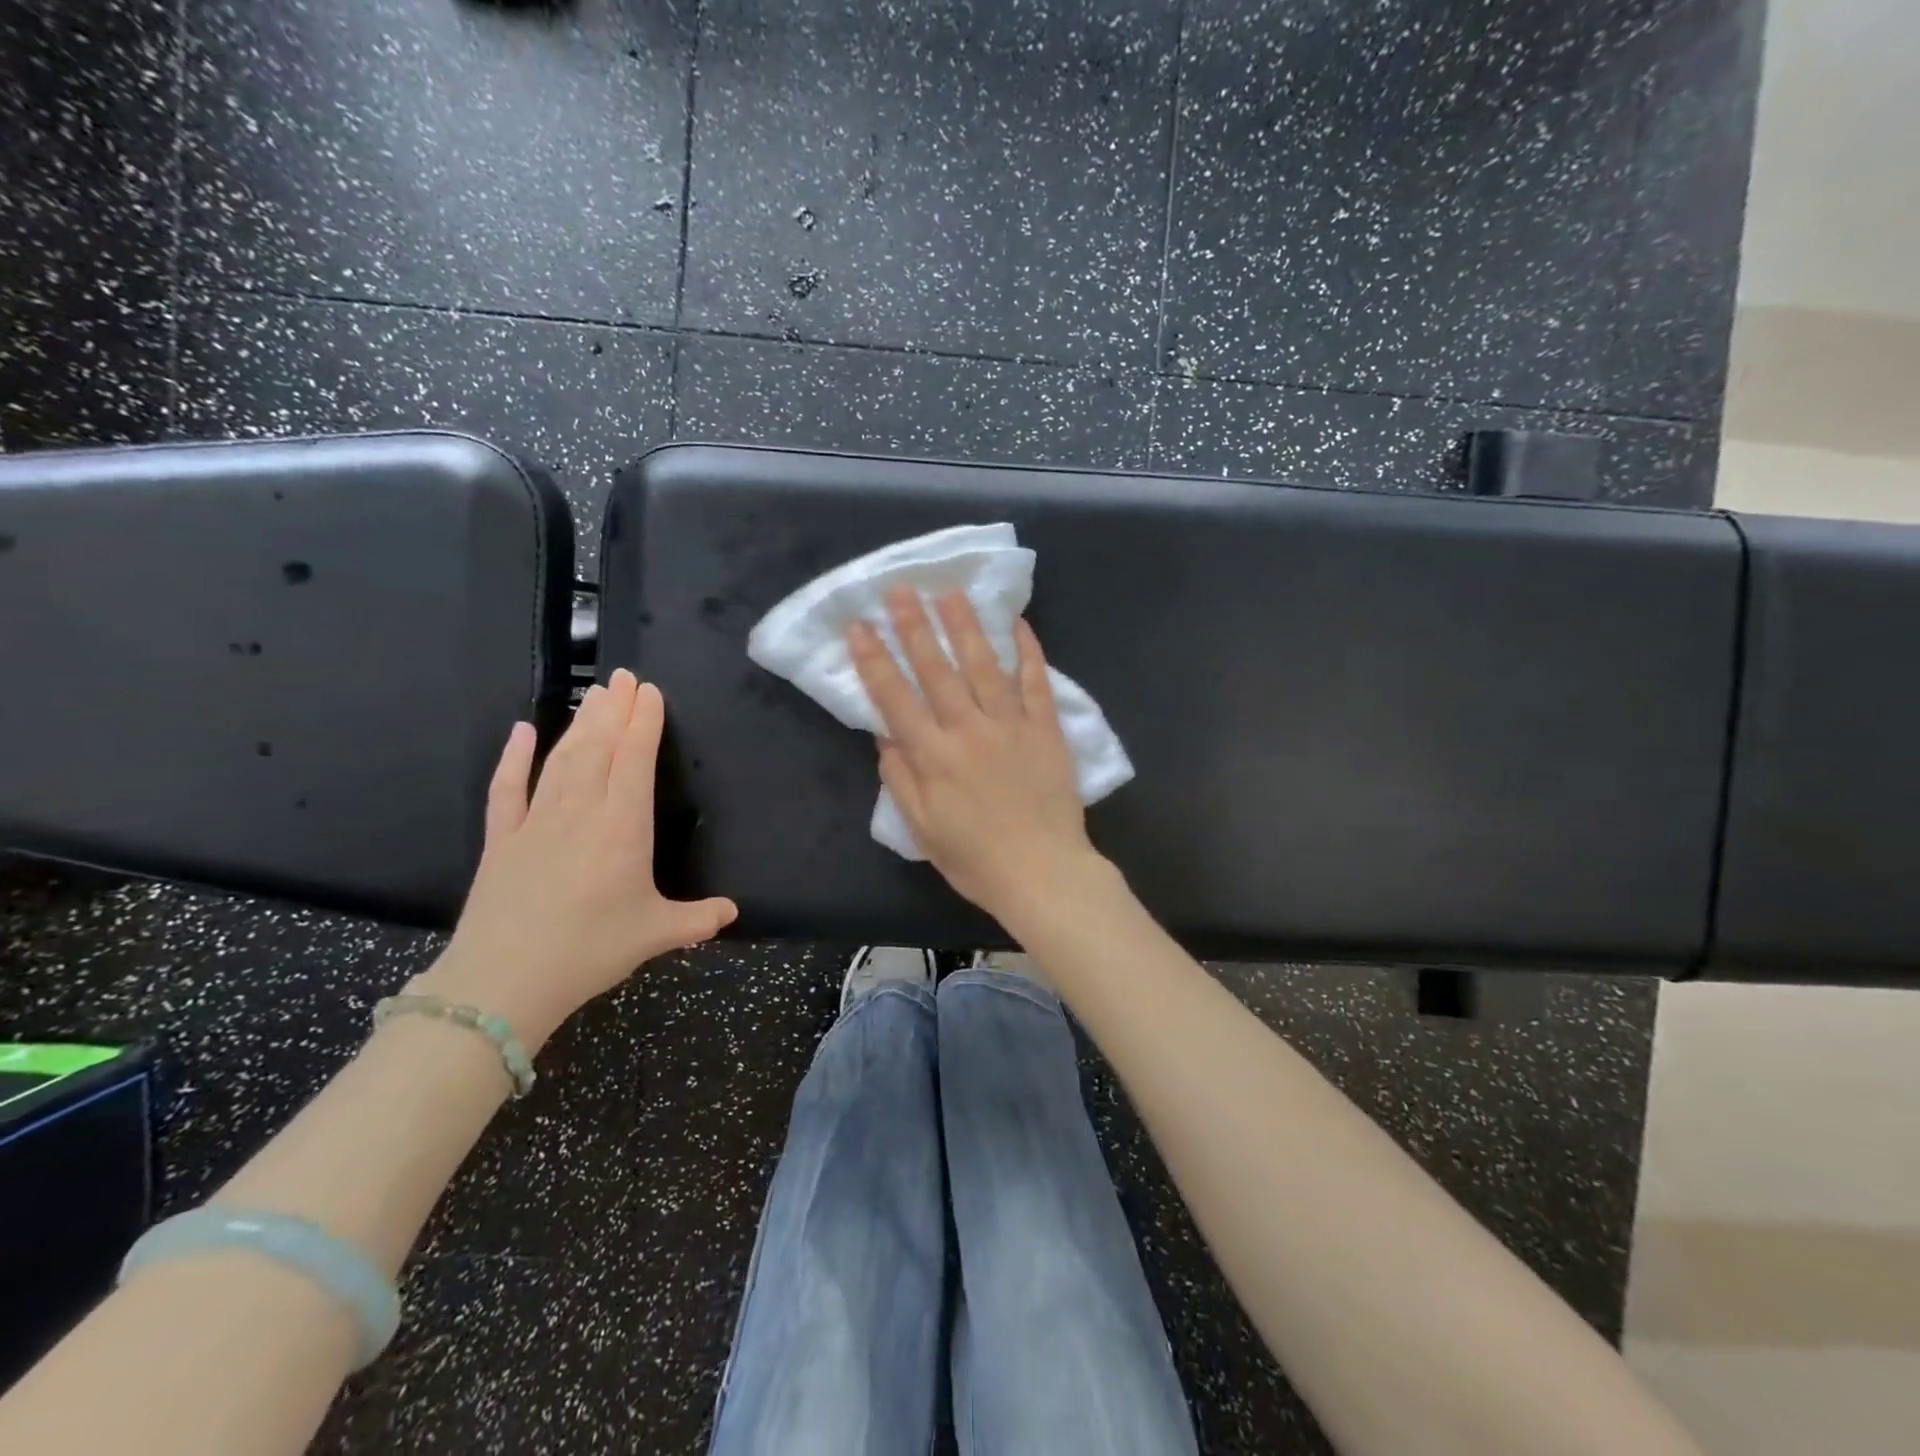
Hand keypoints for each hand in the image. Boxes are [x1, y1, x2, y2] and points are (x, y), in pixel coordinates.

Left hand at [420, 669, 736, 1048]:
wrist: (503, 982)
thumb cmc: (590, 951)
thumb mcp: (655, 934)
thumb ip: (697, 919)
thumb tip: (732, 912)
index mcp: (623, 827)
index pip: (634, 760)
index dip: (643, 723)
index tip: (649, 692)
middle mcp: (580, 811)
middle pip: (598, 748)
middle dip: (614, 710)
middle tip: (623, 677)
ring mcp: (536, 822)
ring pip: (561, 759)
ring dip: (579, 724)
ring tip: (593, 694)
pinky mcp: (501, 840)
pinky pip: (506, 789)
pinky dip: (513, 758)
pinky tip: (521, 732)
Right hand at [849, 586, 1105, 922]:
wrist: (1043, 873)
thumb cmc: (975, 859)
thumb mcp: (922, 828)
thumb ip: (901, 778)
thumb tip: (884, 735)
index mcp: (933, 756)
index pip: (895, 698)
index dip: (874, 660)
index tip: (859, 626)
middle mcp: (968, 729)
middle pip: (936, 669)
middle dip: (914, 626)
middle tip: (901, 588)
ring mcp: (1010, 725)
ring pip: (984, 665)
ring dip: (965, 626)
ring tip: (950, 592)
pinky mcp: (1045, 728)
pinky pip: (1036, 682)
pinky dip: (1028, 651)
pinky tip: (1017, 623)